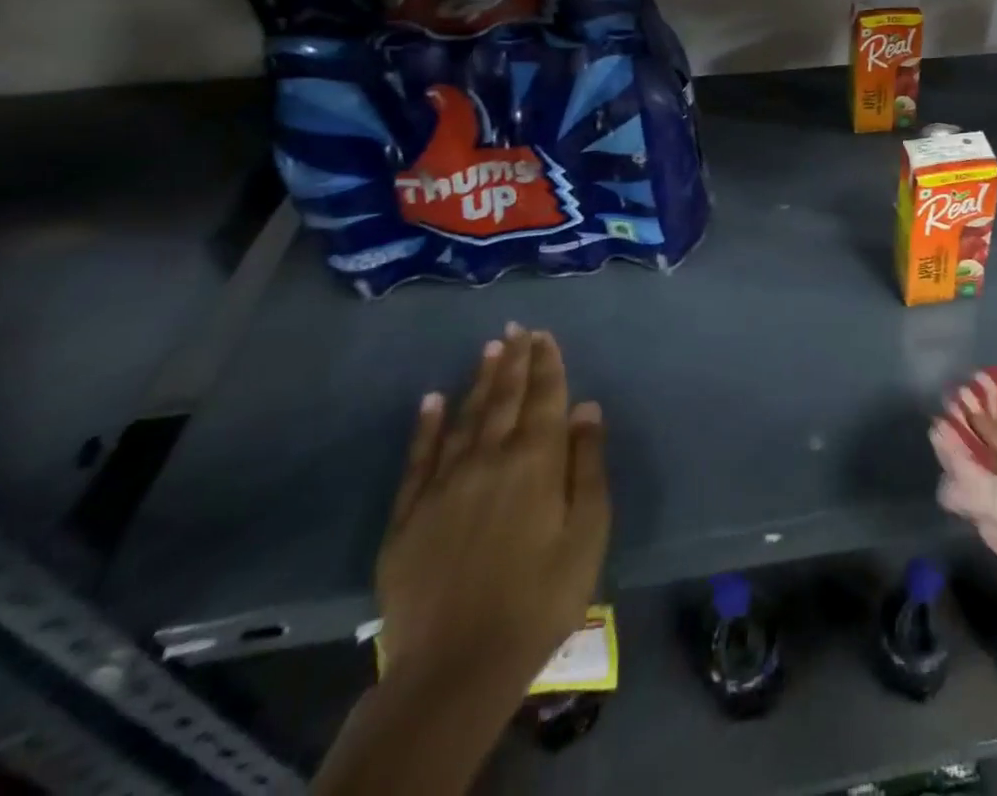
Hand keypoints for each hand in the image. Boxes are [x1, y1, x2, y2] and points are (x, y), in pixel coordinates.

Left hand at [375, 324, 610, 696]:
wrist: (457, 667)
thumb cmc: (541, 596)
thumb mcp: (587, 531)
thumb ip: (588, 465)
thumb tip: (586, 408)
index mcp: (536, 461)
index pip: (544, 398)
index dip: (547, 364)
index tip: (544, 335)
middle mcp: (489, 459)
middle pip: (504, 399)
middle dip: (514, 361)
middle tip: (516, 328)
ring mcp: (444, 485)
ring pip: (464, 418)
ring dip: (478, 381)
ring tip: (489, 349)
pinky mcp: (408, 516)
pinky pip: (418, 458)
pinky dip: (426, 426)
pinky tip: (431, 400)